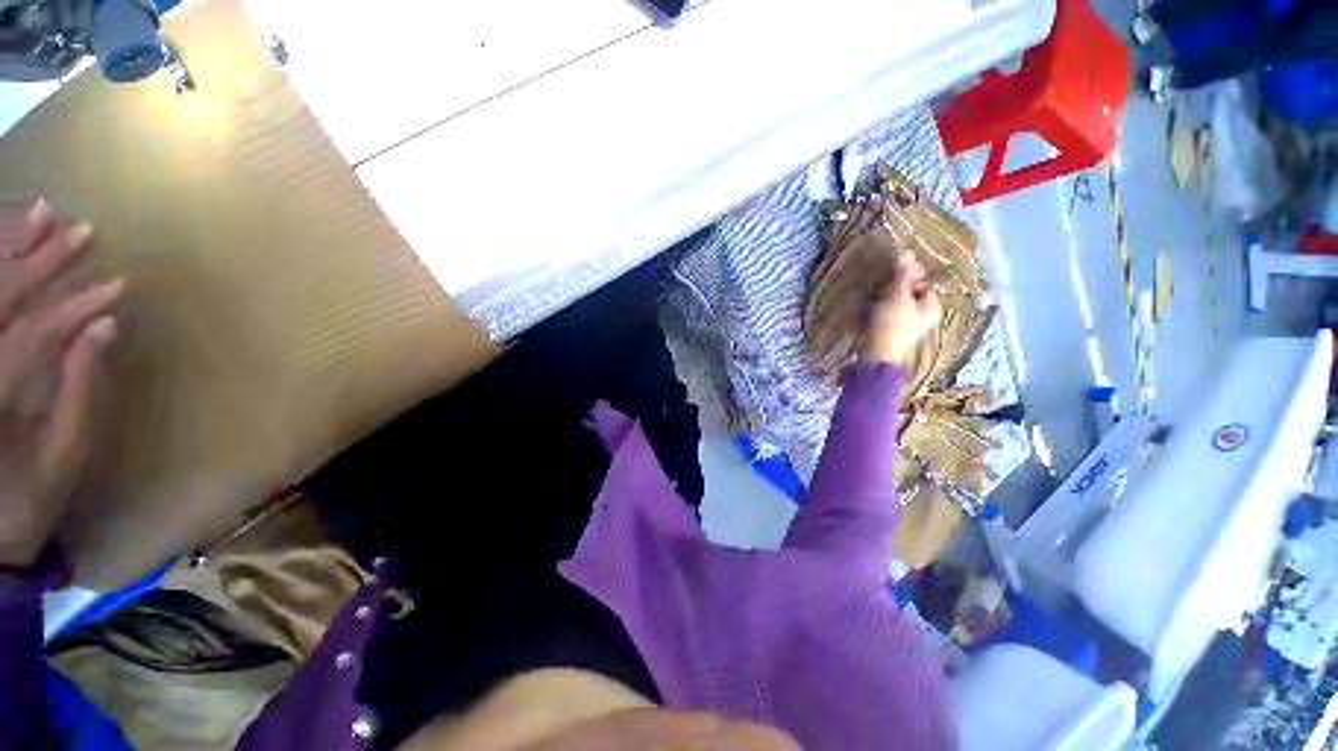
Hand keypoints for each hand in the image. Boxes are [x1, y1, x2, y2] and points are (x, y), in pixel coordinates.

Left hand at [0, 201, 123, 566]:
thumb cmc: (29, 496)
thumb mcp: (64, 453)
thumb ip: (81, 389)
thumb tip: (105, 328)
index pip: (34, 332)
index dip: (76, 306)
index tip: (118, 286)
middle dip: (40, 262)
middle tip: (78, 230)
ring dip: (10, 253)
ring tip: (43, 217)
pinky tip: (10, 251)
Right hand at [864, 256, 940, 364]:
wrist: (875, 354)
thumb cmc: (892, 324)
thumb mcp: (898, 296)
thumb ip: (902, 275)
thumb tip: (906, 253)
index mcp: (932, 307)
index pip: (922, 283)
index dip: (909, 277)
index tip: (893, 273)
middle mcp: (922, 316)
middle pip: (909, 294)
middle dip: (894, 287)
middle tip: (881, 282)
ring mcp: (906, 326)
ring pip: (895, 304)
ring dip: (883, 297)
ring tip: (872, 294)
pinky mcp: (890, 332)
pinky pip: (885, 314)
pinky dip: (877, 309)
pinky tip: (867, 308)